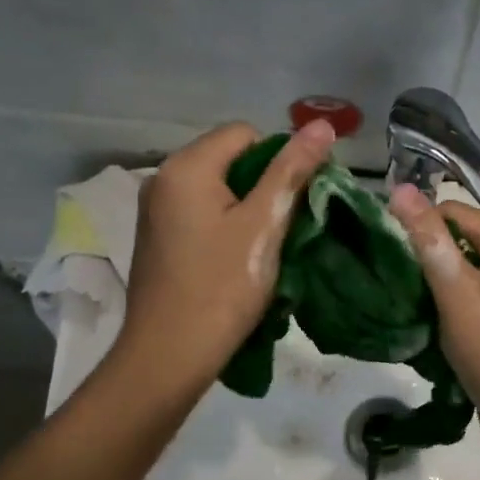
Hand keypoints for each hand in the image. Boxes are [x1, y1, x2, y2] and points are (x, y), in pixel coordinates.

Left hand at [115, 120, 335, 389]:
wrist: (169, 354)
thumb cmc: (222, 286)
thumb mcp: (264, 225)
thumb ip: (292, 171)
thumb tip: (322, 124)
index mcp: (187, 167)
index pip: (247, 134)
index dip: (280, 161)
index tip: (296, 202)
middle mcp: (163, 178)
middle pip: (231, 160)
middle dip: (265, 187)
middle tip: (286, 228)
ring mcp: (157, 211)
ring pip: (219, 190)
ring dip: (249, 210)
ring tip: (266, 247)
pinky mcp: (159, 238)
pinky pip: (203, 214)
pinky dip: (227, 227)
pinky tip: (238, 260)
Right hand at [387, 185, 479, 460]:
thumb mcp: (458, 292)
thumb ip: (429, 240)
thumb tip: (401, 188)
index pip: (450, 210)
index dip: (415, 225)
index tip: (382, 251)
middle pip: (453, 238)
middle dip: (420, 255)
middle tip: (386, 278)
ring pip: (456, 270)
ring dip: (428, 282)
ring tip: (398, 299)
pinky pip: (463, 296)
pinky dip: (441, 304)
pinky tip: (420, 320)